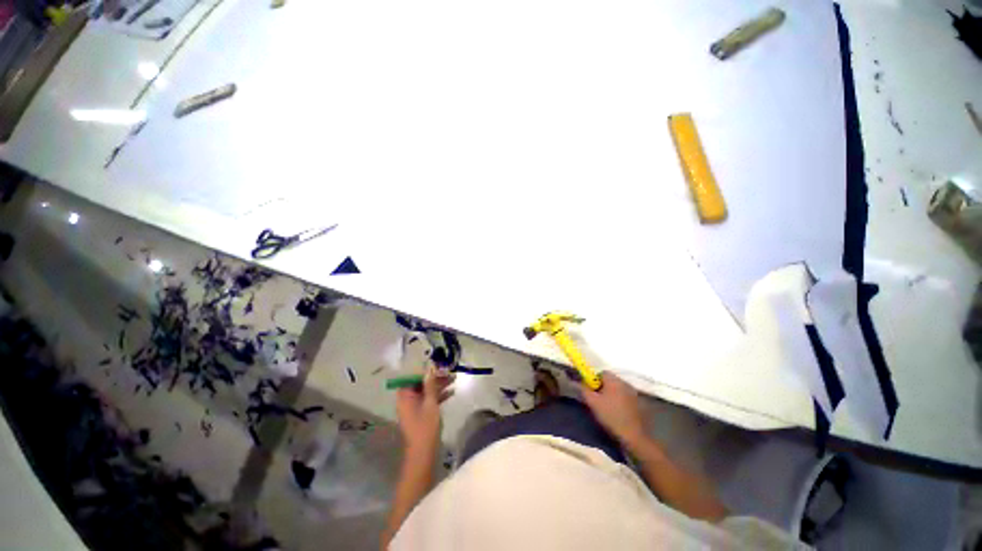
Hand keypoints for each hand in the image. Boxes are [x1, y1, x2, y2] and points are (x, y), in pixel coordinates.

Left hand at [395, 371, 453, 455]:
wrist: (423, 452)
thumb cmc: (425, 426)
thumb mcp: (430, 402)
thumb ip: (430, 384)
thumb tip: (430, 368)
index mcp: (405, 396)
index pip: (413, 376)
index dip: (425, 370)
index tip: (437, 365)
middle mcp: (408, 399)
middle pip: (421, 383)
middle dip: (435, 377)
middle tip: (449, 372)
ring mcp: (415, 407)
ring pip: (427, 391)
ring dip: (439, 385)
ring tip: (454, 379)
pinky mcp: (421, 413)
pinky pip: (429, 400)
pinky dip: (439, 396)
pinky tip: (452, 392)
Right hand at [580, 372, 647, 446]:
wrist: (633, 435)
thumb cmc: (611, 416)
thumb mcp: (592, 402)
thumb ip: (583, 389)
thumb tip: (574, 381)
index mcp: (614, 380)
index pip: (601, 373)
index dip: (594, 380)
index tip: (590, 391)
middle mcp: (625, 382)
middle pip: (610, 380)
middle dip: (602, 387)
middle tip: (596, 400)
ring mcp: (633, 393)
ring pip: (617, 388)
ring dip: (611, 394)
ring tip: (606, 407)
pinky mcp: (638, 403)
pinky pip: (625, 396)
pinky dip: (619, 400)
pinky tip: (617, 412)